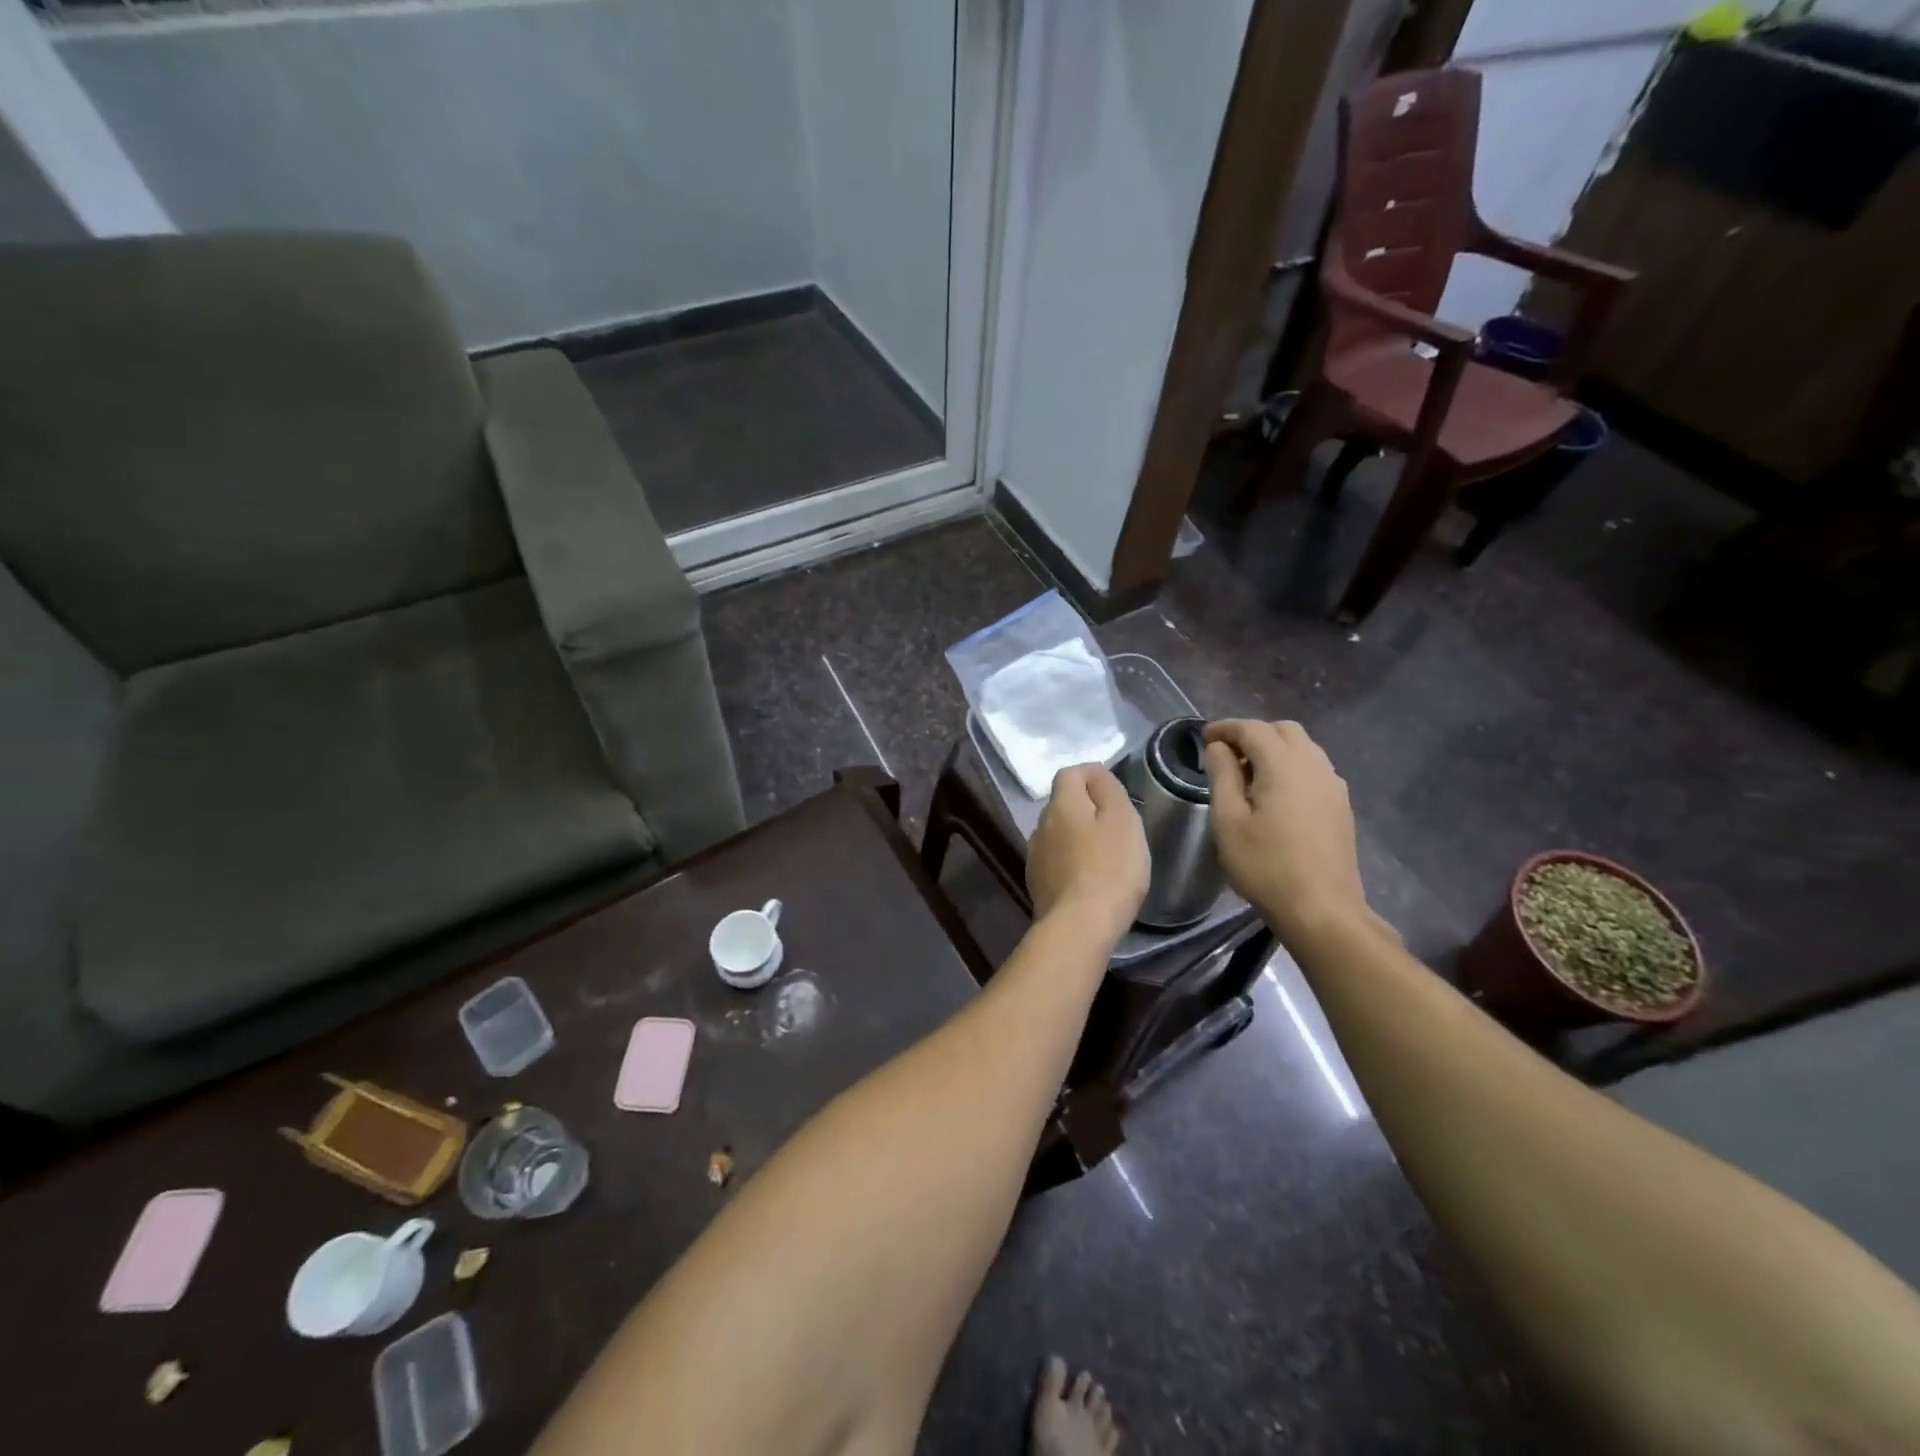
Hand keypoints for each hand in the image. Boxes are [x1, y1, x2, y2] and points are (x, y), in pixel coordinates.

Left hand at [1027, 764, 1149, 944]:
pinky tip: (1088, 877)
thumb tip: (1095, 773)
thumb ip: (1108, 789)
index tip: (1114, 789)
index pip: (1069, 773)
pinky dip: (1071, 860)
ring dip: (1077, 835)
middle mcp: (1040, 825)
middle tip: (1116, 824)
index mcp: (1061, 805)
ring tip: (1104, 853)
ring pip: (1058, 832)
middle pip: (1063, 803)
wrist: (1079, 926)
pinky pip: (1055, 859)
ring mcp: (1035, 855)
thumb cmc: (1110, 868)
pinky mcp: (1036, 882)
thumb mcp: (1122, 820)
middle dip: (1086, 807)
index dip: (1091, 775)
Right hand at [1204, 720, 1375, 947]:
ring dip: (1274, 749)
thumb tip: (1219, 747)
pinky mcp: (1340, 804)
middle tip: (1226, 756)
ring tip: (1248, 775)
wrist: (1322, 909)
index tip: (1203, 739)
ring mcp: (1333, 784)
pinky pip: (1314, 768)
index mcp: (1283, 765)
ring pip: (1303, 747)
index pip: (1252, 728)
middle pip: (1283, 730)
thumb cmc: (1265, 865)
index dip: (1225, 728)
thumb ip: (1222, 775)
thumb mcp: (1229, 820)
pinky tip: (1275, 794)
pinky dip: (1291, 766)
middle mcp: (1314, 765)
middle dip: (1252, 734)